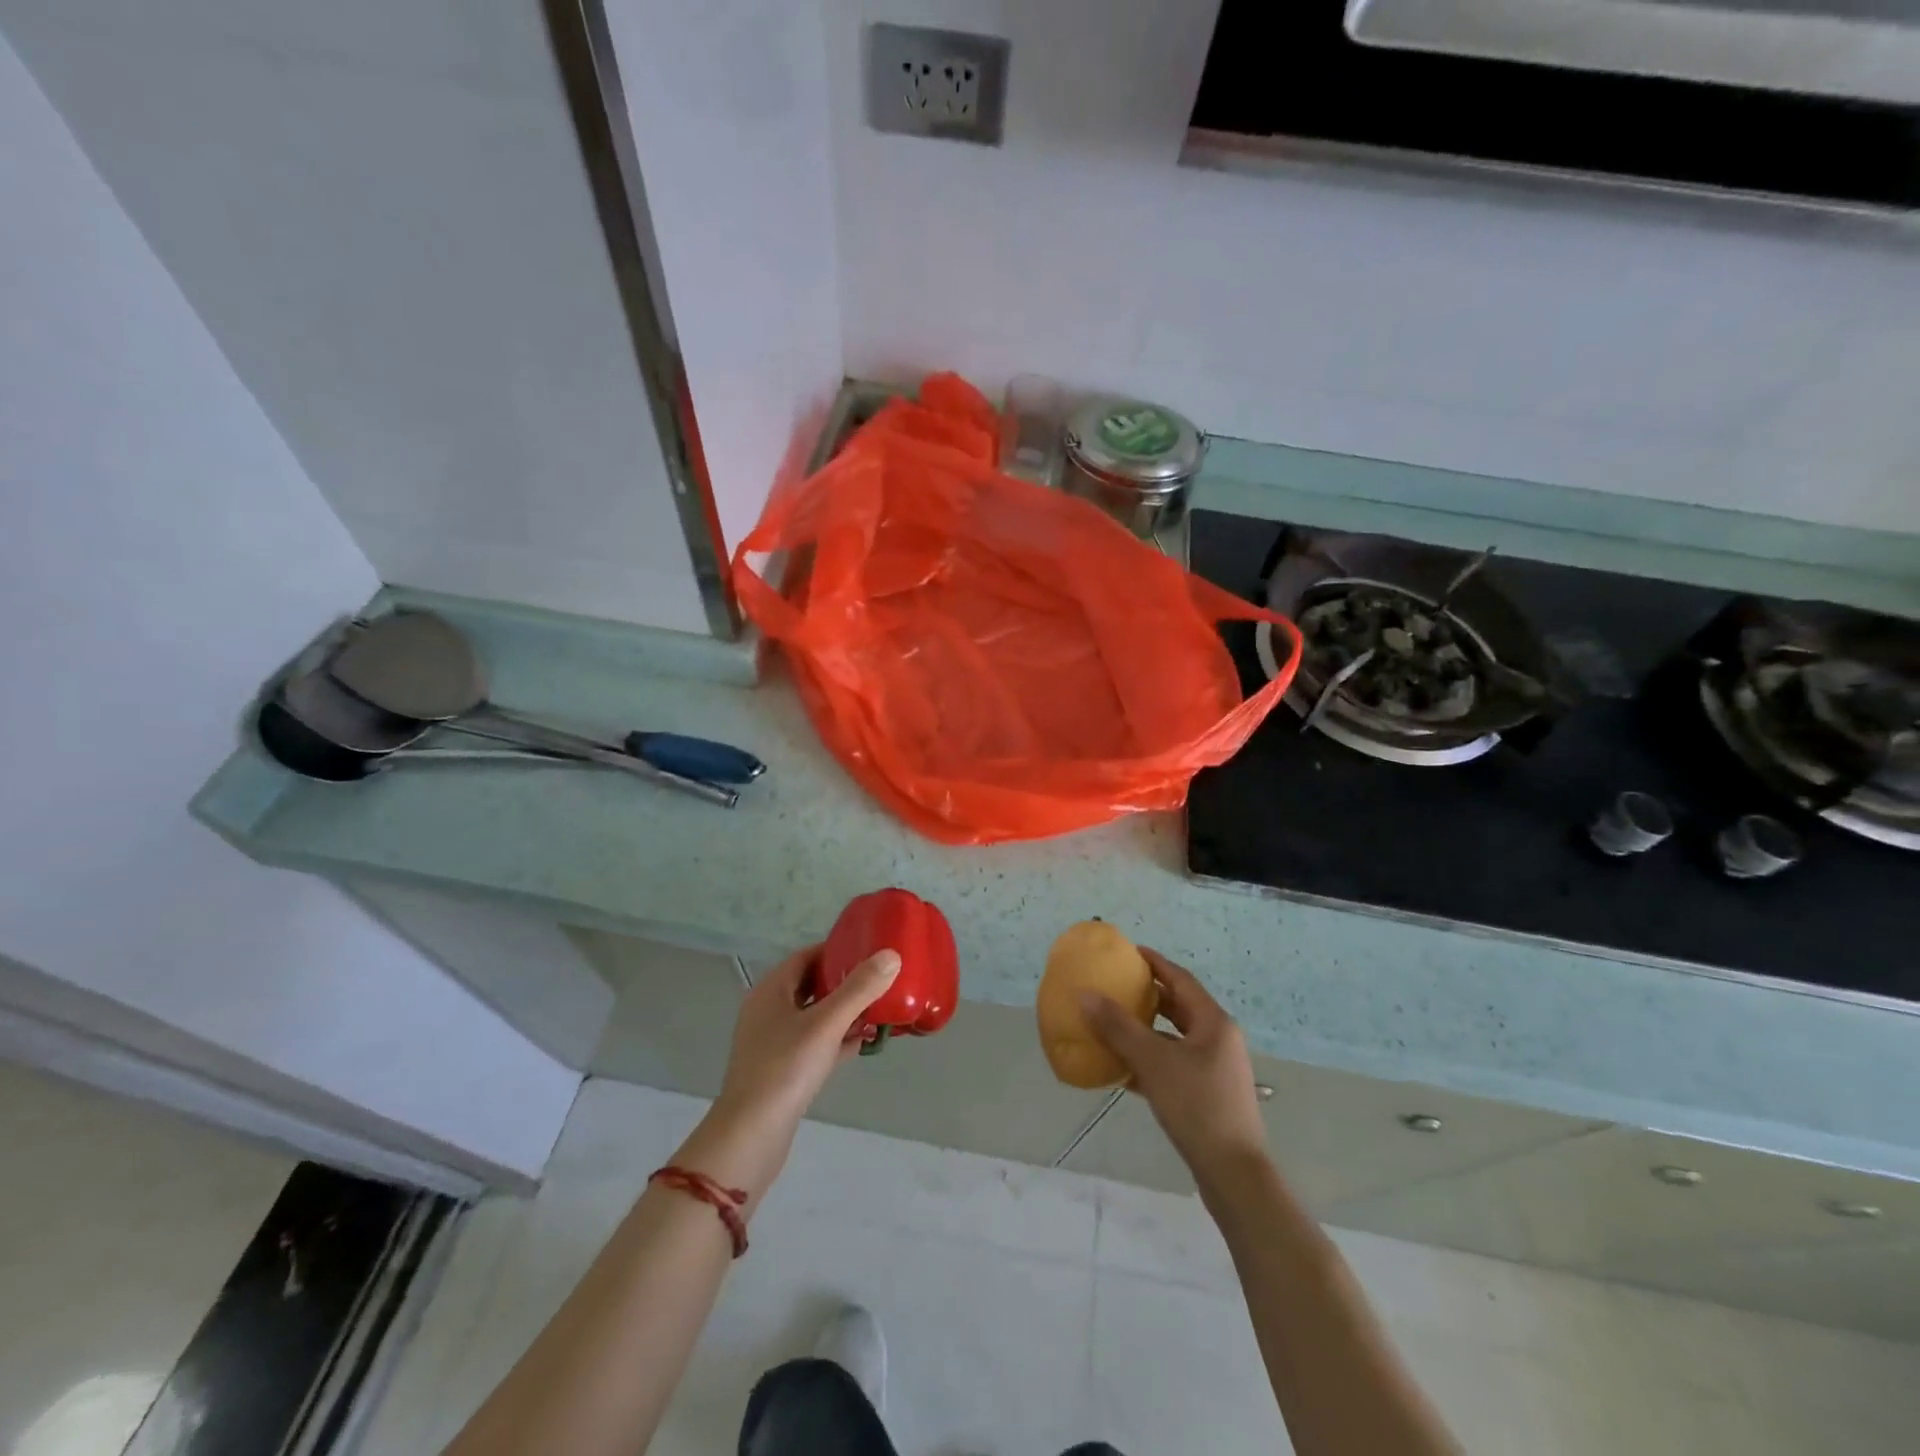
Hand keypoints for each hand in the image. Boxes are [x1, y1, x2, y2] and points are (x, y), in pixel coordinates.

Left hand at [675, 944, 900, 1199]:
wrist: (751, 1137)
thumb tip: (891, 955)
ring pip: (815, 1016)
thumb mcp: (826, 1024)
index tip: (870, 951)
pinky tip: (862, 1044)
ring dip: (844, 1013)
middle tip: (880, 980)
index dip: (837, 950)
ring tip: (879, 1010)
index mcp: (771, 990)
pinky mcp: (782, 1070)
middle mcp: (768, 1011)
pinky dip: (836, 1040)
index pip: (807, 956)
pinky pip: (814, 1044)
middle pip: (812, 985)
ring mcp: (773, 1042)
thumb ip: (859, 989)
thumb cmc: (785, 1069)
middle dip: (845, 982)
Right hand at [1079, 949, 1266, 1181]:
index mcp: (1213, 1022)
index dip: (1154, 963)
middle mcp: (1219, 1039)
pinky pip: (1176, 1064)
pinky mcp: (1210, 1094)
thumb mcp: (1152, 1062)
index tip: (1128, 953)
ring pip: (1177, 1037)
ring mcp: (1217, 1068)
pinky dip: (1152, 1058)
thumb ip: (1118, 1027)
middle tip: (1117, 986)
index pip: (1180, 979)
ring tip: (1115, 1024)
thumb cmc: (1196, 1107)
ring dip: (1148, 1029)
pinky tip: (1125, 1070)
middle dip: (1149, 996)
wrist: (1233, 1174)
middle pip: (1180, 1006)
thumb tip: (1085, 994)